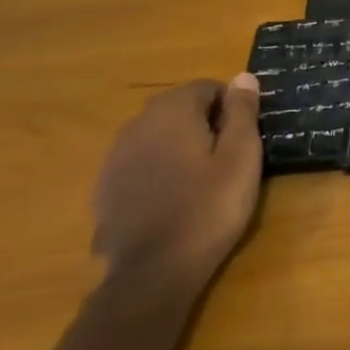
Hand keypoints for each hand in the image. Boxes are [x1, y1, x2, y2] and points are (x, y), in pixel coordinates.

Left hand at [91, 75, 264, 287]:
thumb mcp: (241, 157)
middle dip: (205, 124)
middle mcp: (138, 123)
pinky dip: (158, 170)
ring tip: (201, 181)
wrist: (152, 272)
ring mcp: (116, 155)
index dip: (231, 106)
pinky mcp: (105, 186)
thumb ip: (243, 112)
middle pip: (179, 108)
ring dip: (180, 146)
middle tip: (228, 160)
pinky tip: (173, 199)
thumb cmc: (208, 208)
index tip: (244, 137)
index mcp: (172, 110)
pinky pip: (140, 163)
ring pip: (158, 135)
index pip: (207, 87)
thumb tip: (243, 77)